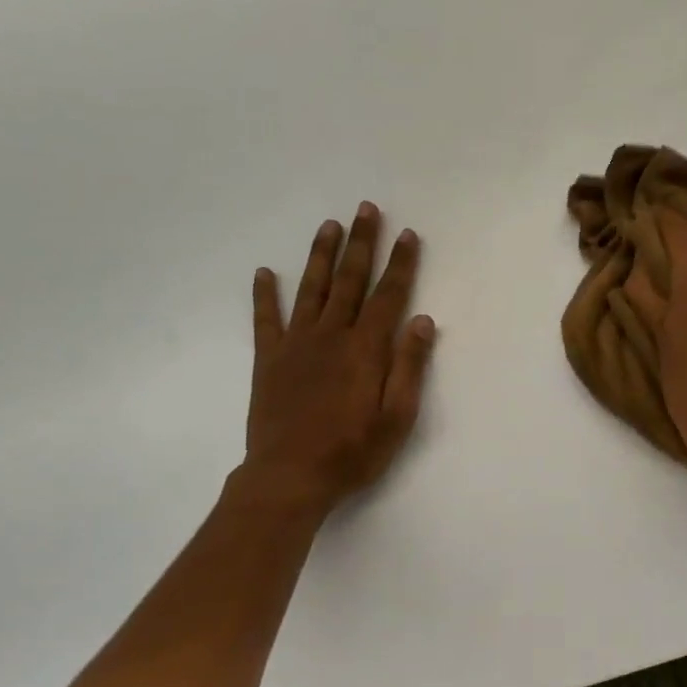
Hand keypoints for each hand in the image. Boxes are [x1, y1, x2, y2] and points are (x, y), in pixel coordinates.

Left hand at [233, 203, 435, 515]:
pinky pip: (265, 319)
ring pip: (312, 289)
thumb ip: (409, 366)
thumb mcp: (397, 416)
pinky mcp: (268, 360)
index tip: (408, 234)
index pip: (389, 295)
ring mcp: (296, 344)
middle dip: (361, 243)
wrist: (289, 477)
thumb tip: (422, 320)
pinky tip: (263, 272)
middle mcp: (331, 335)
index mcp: (366, 348)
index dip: (400, 263)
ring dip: (321, 255)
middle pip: (350, 280)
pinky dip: (264, 294)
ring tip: (329, 225)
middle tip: (366, 209)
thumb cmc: (352, 451)